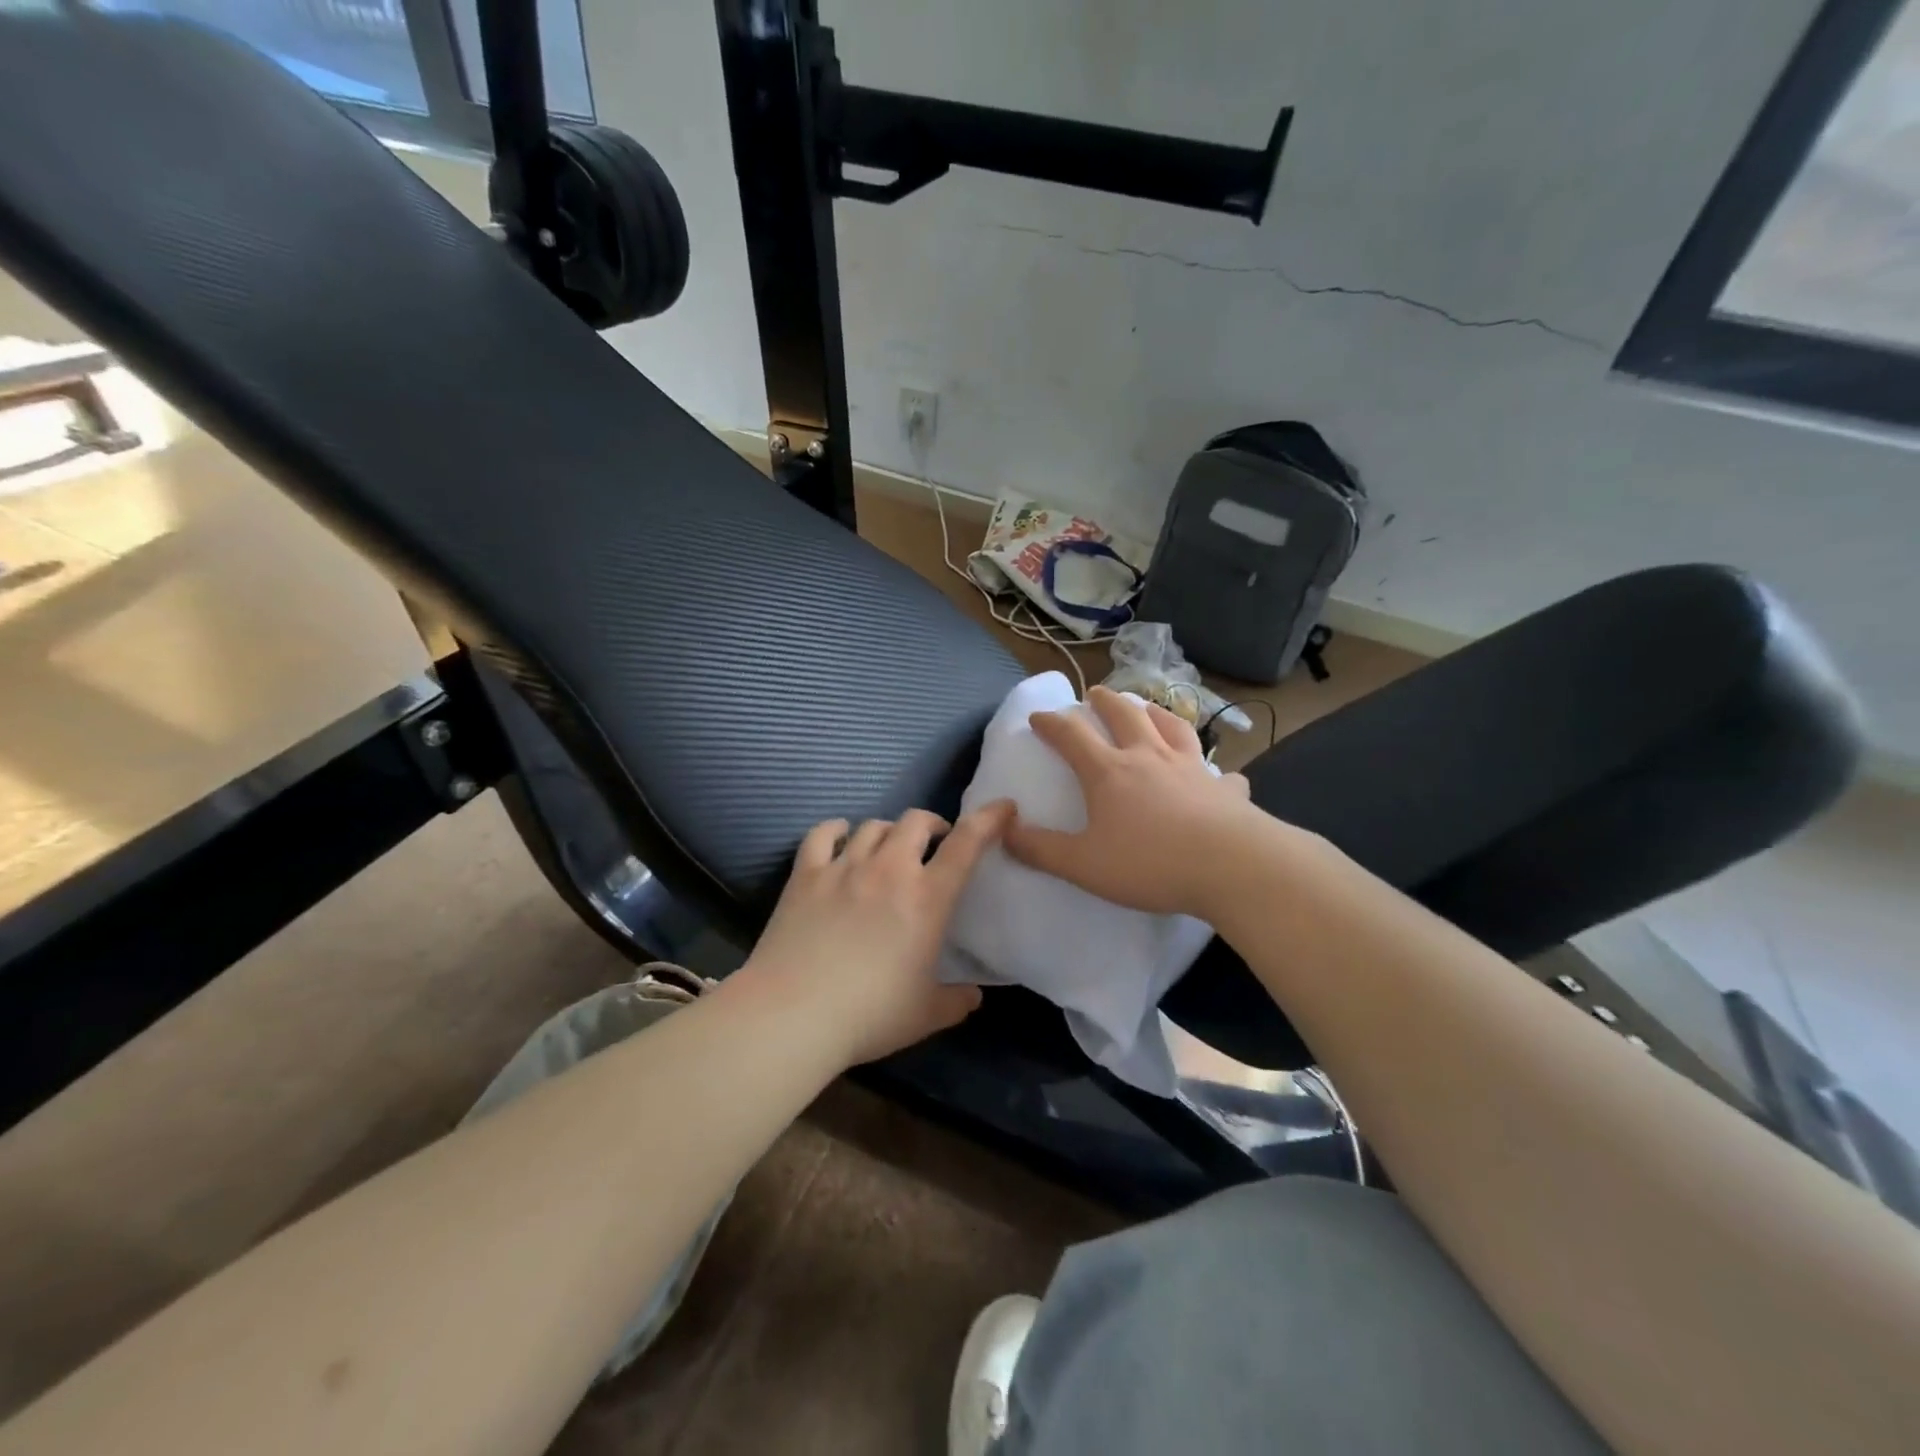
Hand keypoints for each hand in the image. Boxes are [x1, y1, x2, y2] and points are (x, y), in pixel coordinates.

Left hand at [734, 802, 1014, 1066]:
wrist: (792, 1015)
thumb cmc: (869, 1015)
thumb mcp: (925, 1015)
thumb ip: (957, 1001)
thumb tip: (974, 996)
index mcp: (927, 898)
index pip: (966, 844)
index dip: (989, 819)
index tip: (1003, 807)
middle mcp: (888, 870)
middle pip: (916, 821)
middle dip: (932, 825)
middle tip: (935, 844)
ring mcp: (843, 867)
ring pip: (873, 825)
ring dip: (889, 832)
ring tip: (889, 849)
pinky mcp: (805, 874)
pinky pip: (823, 834)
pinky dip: (837, 830)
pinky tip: (841, 838)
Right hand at [1004, 685, 1257, 918]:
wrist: (1230, 867)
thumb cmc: (1149, 863)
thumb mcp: (1082, 864)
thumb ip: (1039, 849)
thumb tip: (1004, 828)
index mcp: (1109, 772)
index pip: (1072, 736)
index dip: (1051, 723)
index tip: (1038, 717)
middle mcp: (1148, 757)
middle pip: (1124, 715)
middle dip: (1105, 701)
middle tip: (1094, 694)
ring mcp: (1191, 768)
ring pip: (1172, 727)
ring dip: (1155, 713)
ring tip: (1148, 709)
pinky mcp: (1224, 788)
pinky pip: (1218, 773)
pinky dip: (1213, 770)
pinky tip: (1217, 777)